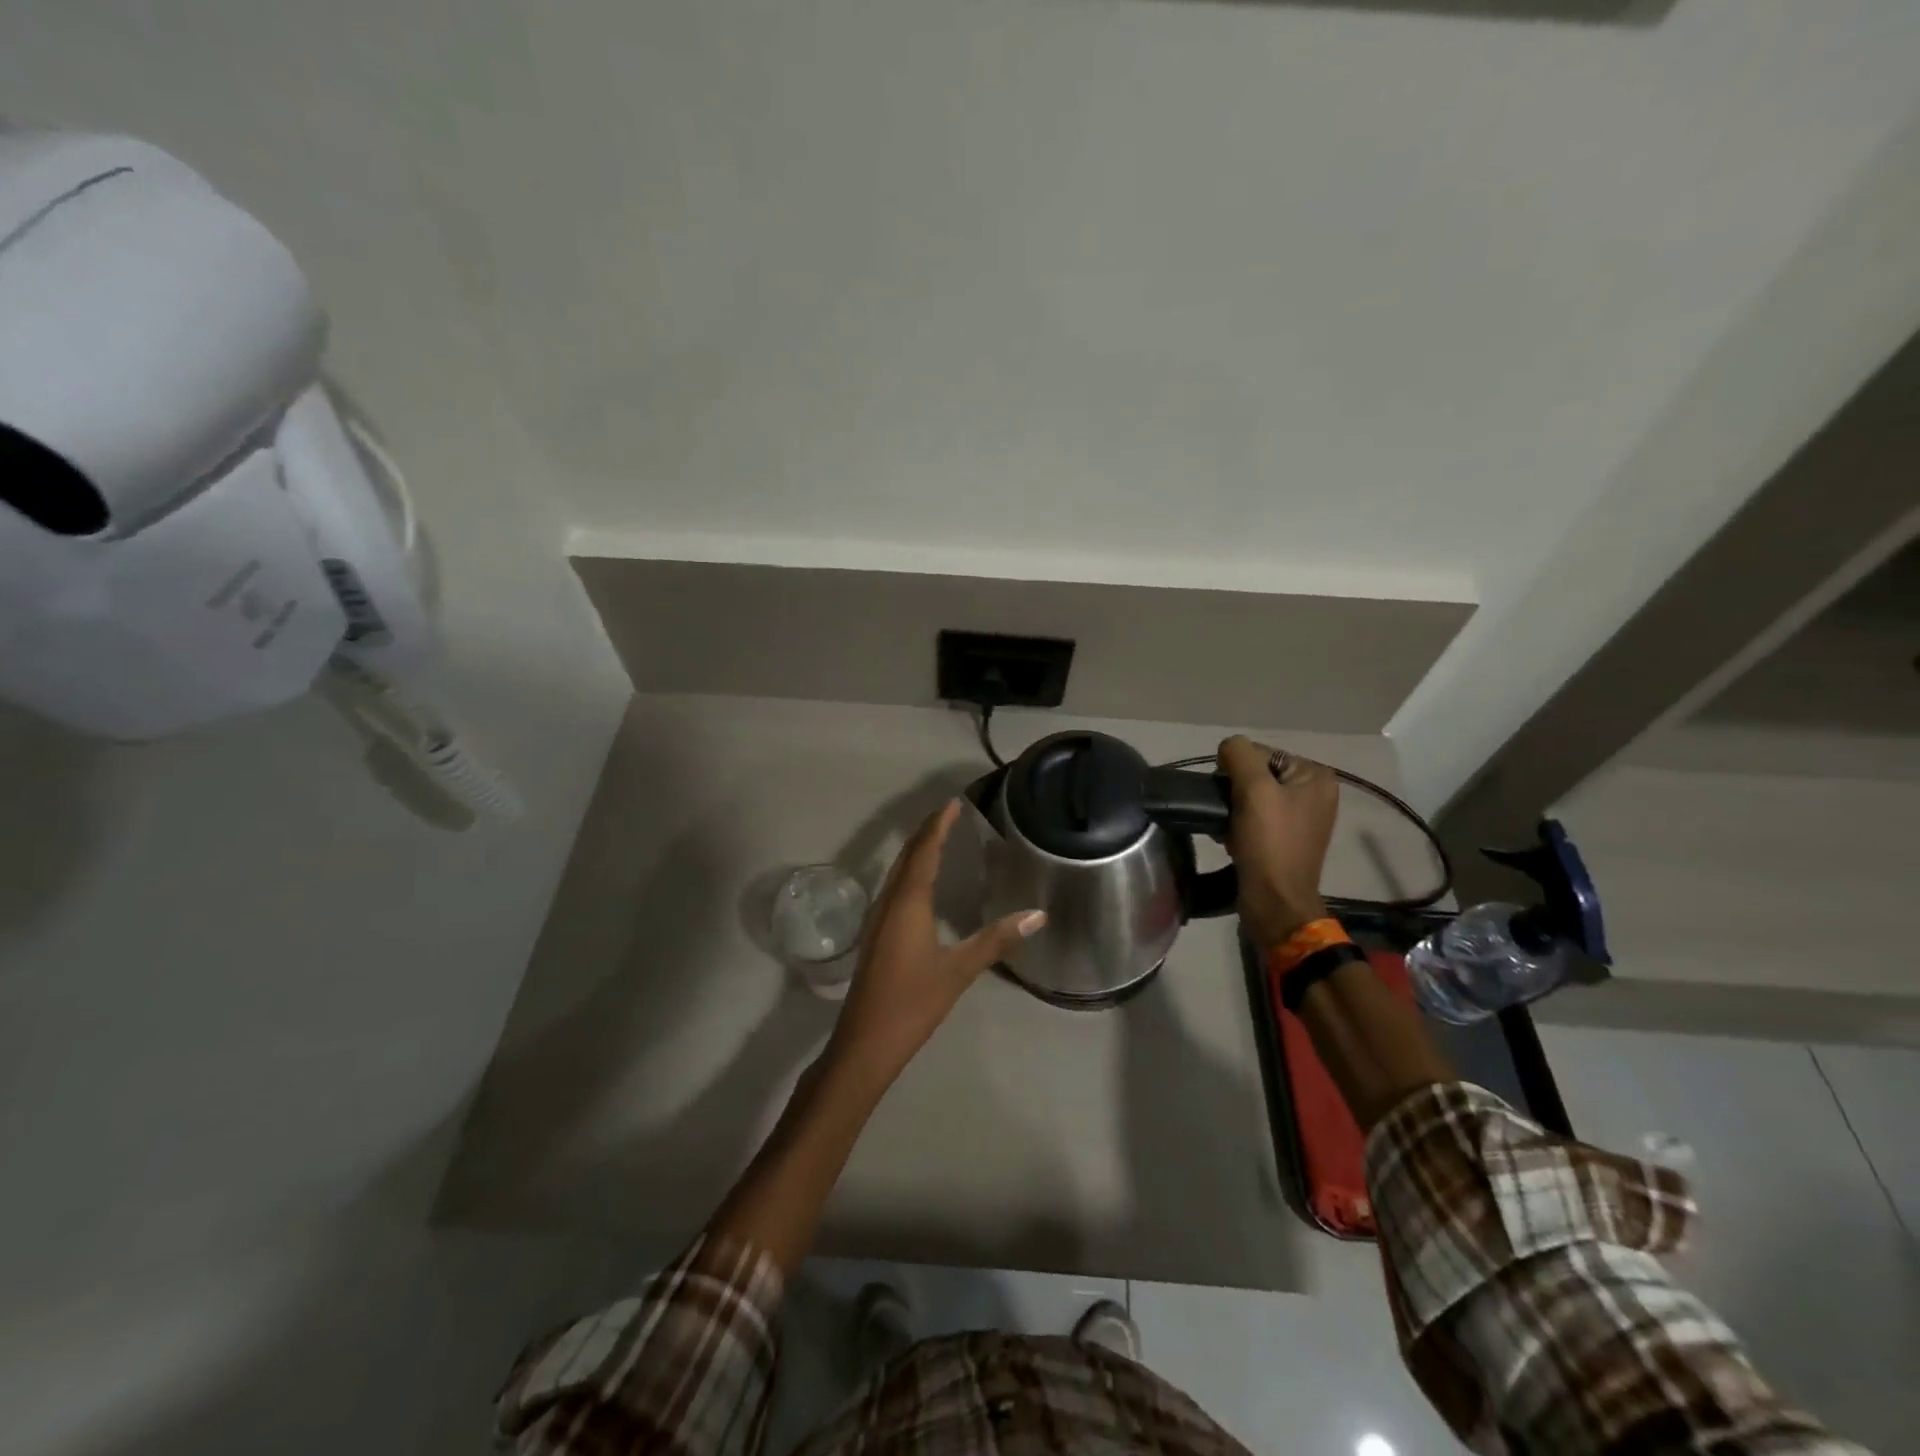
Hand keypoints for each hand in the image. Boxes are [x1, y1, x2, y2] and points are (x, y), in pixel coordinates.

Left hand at [827, 800, 1045, 1082]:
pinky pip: (895, 887)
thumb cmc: (912, 1002)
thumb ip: (996, 940)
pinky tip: (922, 884)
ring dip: (917, 850)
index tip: (953, 803)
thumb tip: (1038, 915)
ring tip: (940, 838)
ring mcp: (878, 918)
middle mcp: (889, 901)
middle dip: (927, 831)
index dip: (938, 825)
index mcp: (908, 902)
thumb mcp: (959, 970)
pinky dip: (911, 871)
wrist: (865, 1042)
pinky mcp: (876, 934)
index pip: (925, 850)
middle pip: (908, 855)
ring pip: (898, 871)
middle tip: (950, 814)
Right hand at [1217, 736, 1339, 946]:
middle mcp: (1315, 792)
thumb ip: (1239, 754)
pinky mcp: (1287, 839)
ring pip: (1252, 797)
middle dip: (1235, 792)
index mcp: (1316, 776)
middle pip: (1257, 774)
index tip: (1230, 796)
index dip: (1237, 770)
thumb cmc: (1269, 843)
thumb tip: (1228, 748)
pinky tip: (1233, 840)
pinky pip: (1256, 818)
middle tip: (1229, 815)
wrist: (1274, 901)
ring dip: (1234, 810)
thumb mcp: (1254, 789)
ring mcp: (1303, 817)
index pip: (1261, 753)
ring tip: (1229, 830)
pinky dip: (1240, 826)